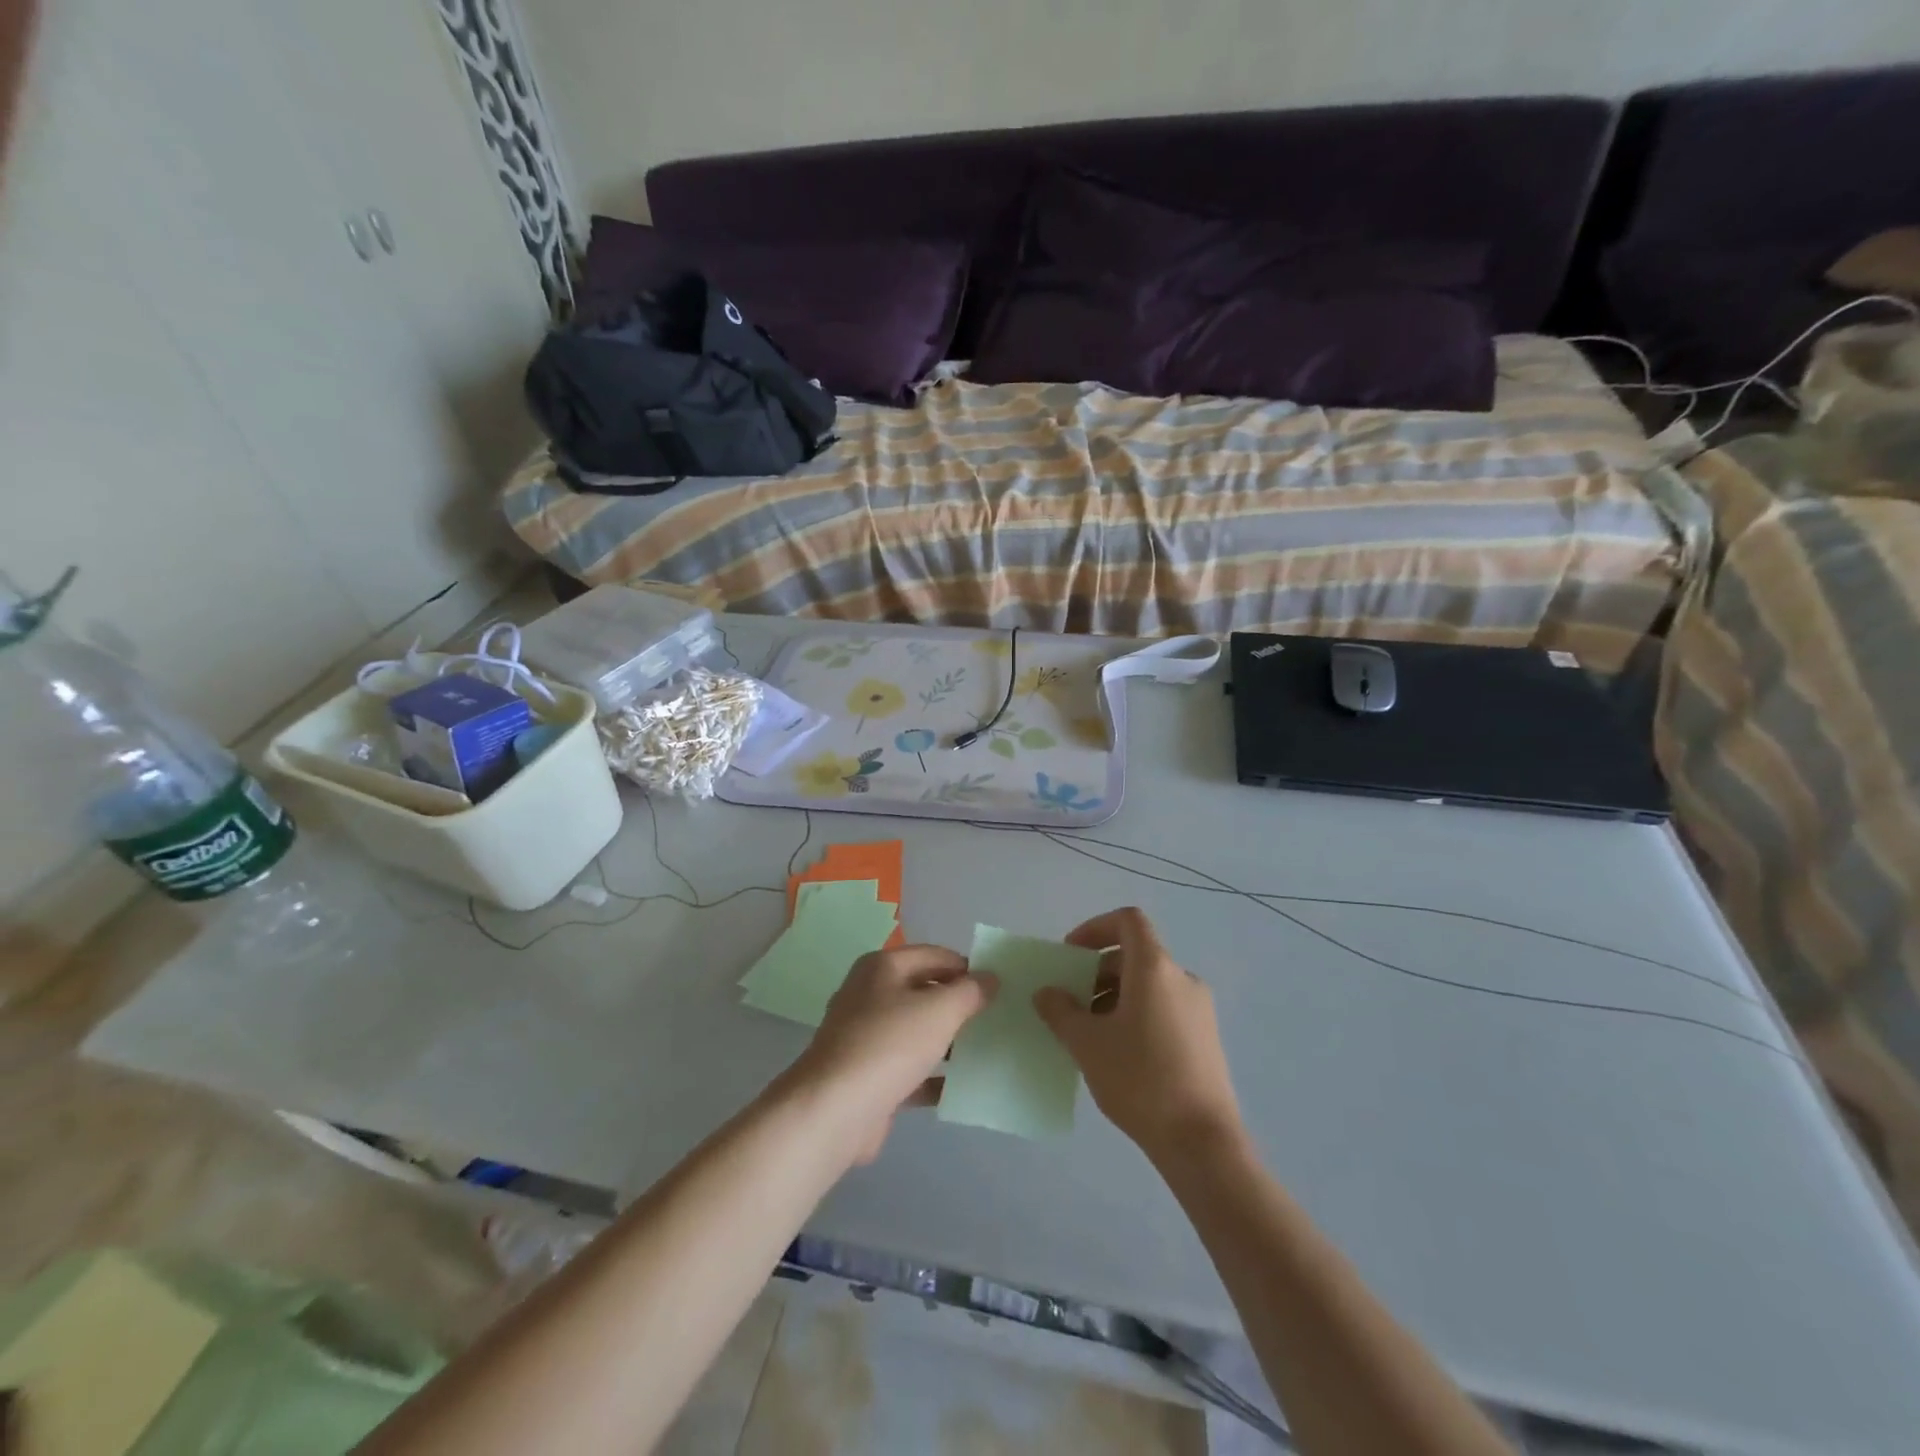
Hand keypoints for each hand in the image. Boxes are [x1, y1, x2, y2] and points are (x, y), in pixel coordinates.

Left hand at [786, 944, 994, 1165]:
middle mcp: (869, 994)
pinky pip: (908, 1068)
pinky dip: (931, 1075)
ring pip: (916, 1031)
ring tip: (984, 1052)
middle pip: (924, 991)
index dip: (967, 967)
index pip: (935, 955)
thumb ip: (969, 992)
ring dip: (947, 1041)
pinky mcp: (867, 1075)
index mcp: (882, 967)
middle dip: (958, 1005)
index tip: (998, 988)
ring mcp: (865, 1036)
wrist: (834, 1110)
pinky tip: (960, 1088)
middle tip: (995, 1019)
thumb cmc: (889, 1045)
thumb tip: (989, 977)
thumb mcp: (939, 1010)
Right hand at [1034, 907, 1241, 1163]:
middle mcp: (1181, 978)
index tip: (1070, 956)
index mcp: (1155, 968)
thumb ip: (1061, 1011)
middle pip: (1134, 955)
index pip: (1128, 920)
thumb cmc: (1140, 1079)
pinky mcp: (1205, 1038)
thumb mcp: (1087, 1044)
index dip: (1095, 928)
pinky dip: (1136, 1015)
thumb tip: (1047, 993)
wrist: (1202, 1142)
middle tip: (1071, 1003)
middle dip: (1097, 972)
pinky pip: (1163, 1008)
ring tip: (1090, 1034)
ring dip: (1114, 997)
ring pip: (1148, 985)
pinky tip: (1118, 1055)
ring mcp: (1198, 1009)